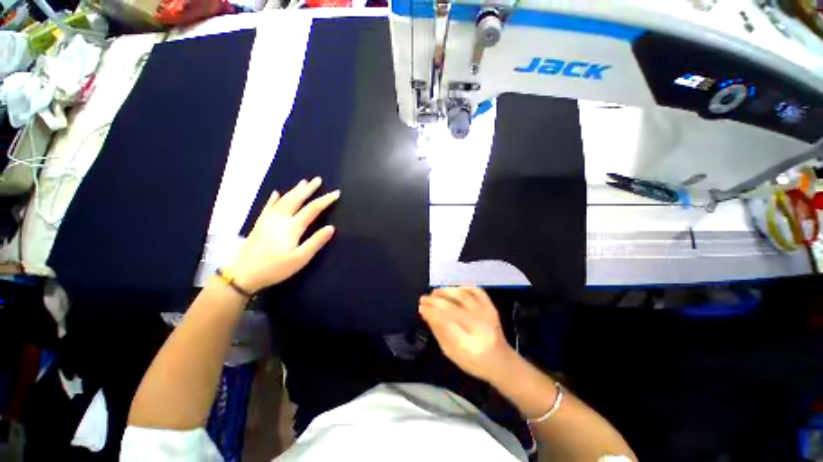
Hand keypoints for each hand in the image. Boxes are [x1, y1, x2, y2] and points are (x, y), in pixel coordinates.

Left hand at [229, 177, 338, 292]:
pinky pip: (268, 206)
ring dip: (294, 190)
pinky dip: (274, 199)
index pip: (313, 209)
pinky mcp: (260, 224)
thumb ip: (316, 242)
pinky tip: (276, 193)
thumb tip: (331, 227)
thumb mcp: (300, 258)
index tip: (336, 193)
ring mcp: (268, 219)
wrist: (243, 274)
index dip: (325, 200)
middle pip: (297, 199)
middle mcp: (280, 218)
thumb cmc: (275, 268)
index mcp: (292, 227)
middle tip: (318, 179)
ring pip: (283, 200)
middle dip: (309, 189)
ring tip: (303, 182)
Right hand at [419, 287, 516, 383]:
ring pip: (463, 296)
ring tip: (434, 292)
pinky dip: (463, 287)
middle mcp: (479, 328)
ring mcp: (488, 315)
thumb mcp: (451, 353)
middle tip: (423, 298)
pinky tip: (453, 289)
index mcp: (468, 345)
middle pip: (452, 308)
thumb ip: (438, 331)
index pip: (445, 323)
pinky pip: (477, 291)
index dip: (431, 312)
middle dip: (434, 301)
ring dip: (446, 291)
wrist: (502, 362)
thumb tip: (425, 312)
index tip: (421, 307)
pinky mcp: (492, 308)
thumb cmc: (474, 363)